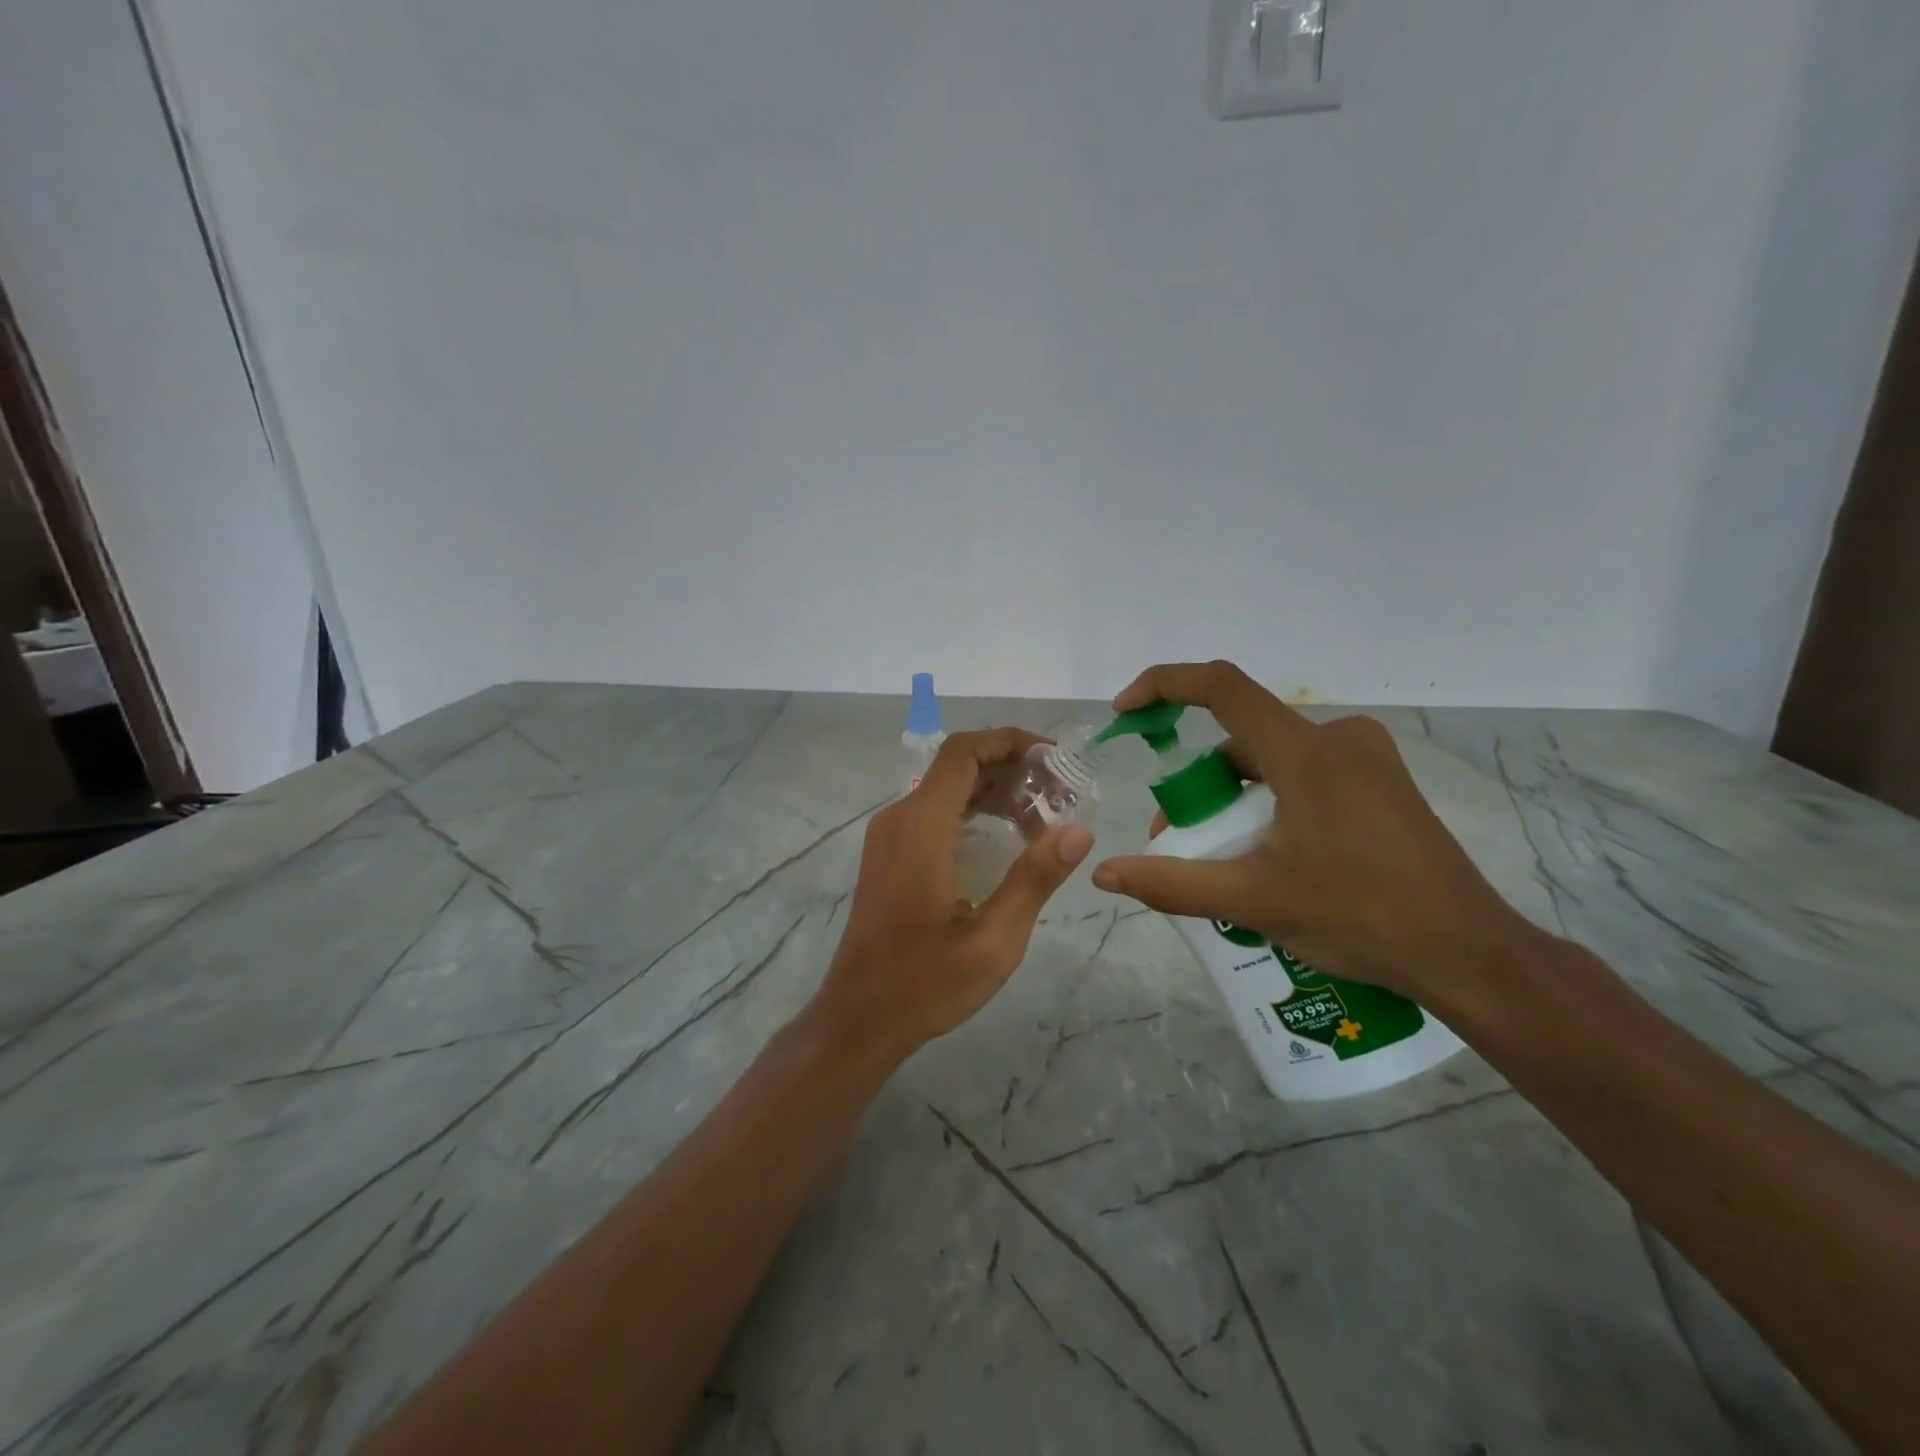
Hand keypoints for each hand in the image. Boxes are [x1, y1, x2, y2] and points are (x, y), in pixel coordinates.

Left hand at [813, 729, 1094, 1057]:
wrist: (860, 1018)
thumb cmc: (925, 983)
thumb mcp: (993, 939)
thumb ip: (1034, 879)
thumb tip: (1079, 832)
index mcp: (921, 827)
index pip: (963, 753)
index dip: (1010, 742)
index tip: (1054, 760)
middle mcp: (899, 818)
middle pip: (957, 766)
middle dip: (1011, 768)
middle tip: (1061, 793)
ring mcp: (890, 836)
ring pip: (946, 788)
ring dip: (994, 790)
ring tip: (1044, 814)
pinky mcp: (890, 854)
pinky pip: (935, 812)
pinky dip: (973, 810)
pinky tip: (1006, 836)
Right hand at [1090, 662, 1527, 1006]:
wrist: (1470, 955)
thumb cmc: (1361, 918)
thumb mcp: (1254, 901)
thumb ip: (1172, 883)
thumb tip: (1104, 873)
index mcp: (1306, 753)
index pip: (1221, 687)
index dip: (1164, 686)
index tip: (1126, 713)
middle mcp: (1338, 738)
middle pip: (1241, 737)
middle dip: (1198, 782)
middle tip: (1178, 839)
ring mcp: (1367, 759)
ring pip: (1272, 759)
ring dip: (1233, 797)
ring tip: (1223, 860)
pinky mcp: (1382, 783)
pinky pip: (1304, 773)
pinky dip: (1269, 801)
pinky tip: (1270, 855)